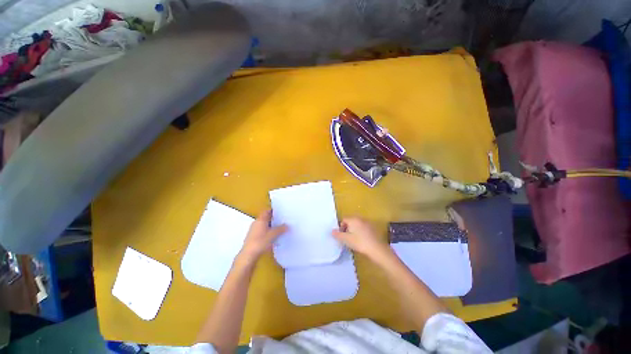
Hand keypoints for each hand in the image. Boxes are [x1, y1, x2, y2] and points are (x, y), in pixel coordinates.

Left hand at [238, 210, 287, 262]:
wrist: (249, 255)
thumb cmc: (261, 242)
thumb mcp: (273, 234)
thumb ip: (281, 229)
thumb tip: (287, 225)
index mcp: (261, 219)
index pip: (267, 211)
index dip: (273, 210)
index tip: (280, 212)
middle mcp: (256, 223)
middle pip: (265, 218)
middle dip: (273, 219)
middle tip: (281, 220)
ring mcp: (253, 230)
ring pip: (264, 225)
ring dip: (270, 226)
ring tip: (279, 229)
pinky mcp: (252, 237)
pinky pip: (261, 231)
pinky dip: (267, 232)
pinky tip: (272, 237)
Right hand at [332, 217, 387, 258]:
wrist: (377, 249)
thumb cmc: (360, 242)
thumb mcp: (346, 239)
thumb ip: (338, 234)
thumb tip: (332, 231)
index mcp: (353, 219)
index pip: (343, 219)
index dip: (340, 227)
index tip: (341, 235)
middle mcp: (360, 218)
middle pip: (350, 221)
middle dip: (347, 228)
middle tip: (347, 238)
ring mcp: (368, 223)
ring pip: (357, 224)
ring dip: (354, 230)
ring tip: (354, 240)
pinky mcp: (373, 228)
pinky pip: (363, 228)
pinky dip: (360, 232)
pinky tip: (362, 240)